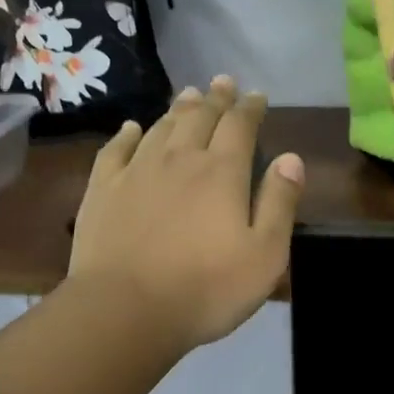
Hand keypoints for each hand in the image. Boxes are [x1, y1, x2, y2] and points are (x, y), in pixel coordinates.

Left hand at [70, 76, 303, 350]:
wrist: (125, 311)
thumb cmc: (206, 289)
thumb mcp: (265, 255)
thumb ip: (280, 203)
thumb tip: (291, 158)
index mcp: (223, 172)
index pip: (240, 126)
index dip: (250, 108)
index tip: (257, 95)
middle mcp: (180, 160)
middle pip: (200, 117)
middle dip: (216, 98)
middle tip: (222, 82)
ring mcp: (137, 171)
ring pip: (161, 127)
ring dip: (178, 108)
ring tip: (188, 95)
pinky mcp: (103, 190)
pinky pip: (116, 150)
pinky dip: (127, 134)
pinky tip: (132, 128)